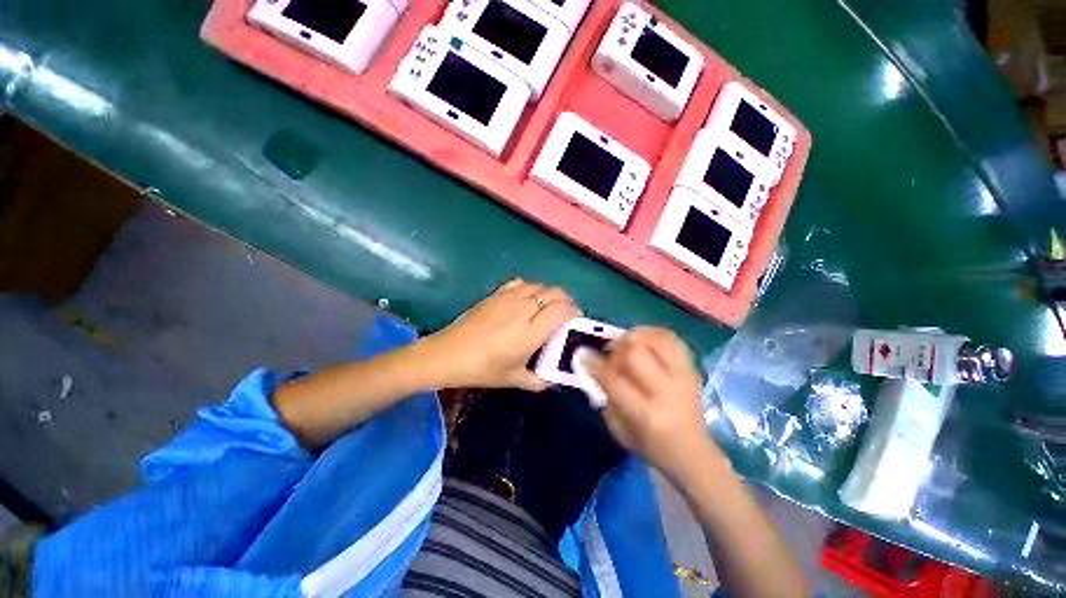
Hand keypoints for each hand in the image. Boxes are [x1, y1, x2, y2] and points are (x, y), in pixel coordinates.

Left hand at [421, 279, 579, 390]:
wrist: (448, 354)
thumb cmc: (482, 369)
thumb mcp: (514, 379)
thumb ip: (539, 380)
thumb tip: (553, 379)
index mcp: (530, 333)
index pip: (562, 311)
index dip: (574, 312)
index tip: (575, 320)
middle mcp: (523, 310)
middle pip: (555, 293)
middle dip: (566, 301)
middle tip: (564, 314)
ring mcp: (508, 299)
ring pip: (539, 285)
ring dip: (549, 294)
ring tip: (546, 307)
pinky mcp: (496, 294)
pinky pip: (521, 283)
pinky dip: (530, 288)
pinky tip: (526, 299)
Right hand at [583, 327, 720, 480]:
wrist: (694, 454)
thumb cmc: (651, 447)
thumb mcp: (619, 429)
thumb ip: (605, 395)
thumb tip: (593, 366)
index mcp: (646, 414)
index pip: (614, 378)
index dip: (594, 363)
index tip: (583, 354)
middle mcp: (667, 392)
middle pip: (636, 352)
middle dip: (616, 348)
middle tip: (610, 353)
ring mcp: (684, 378)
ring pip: (657, 339)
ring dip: (636, 336)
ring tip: (627, 344)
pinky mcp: (693, 370)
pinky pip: (673, 339)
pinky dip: (654, 334)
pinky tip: (644, 341)